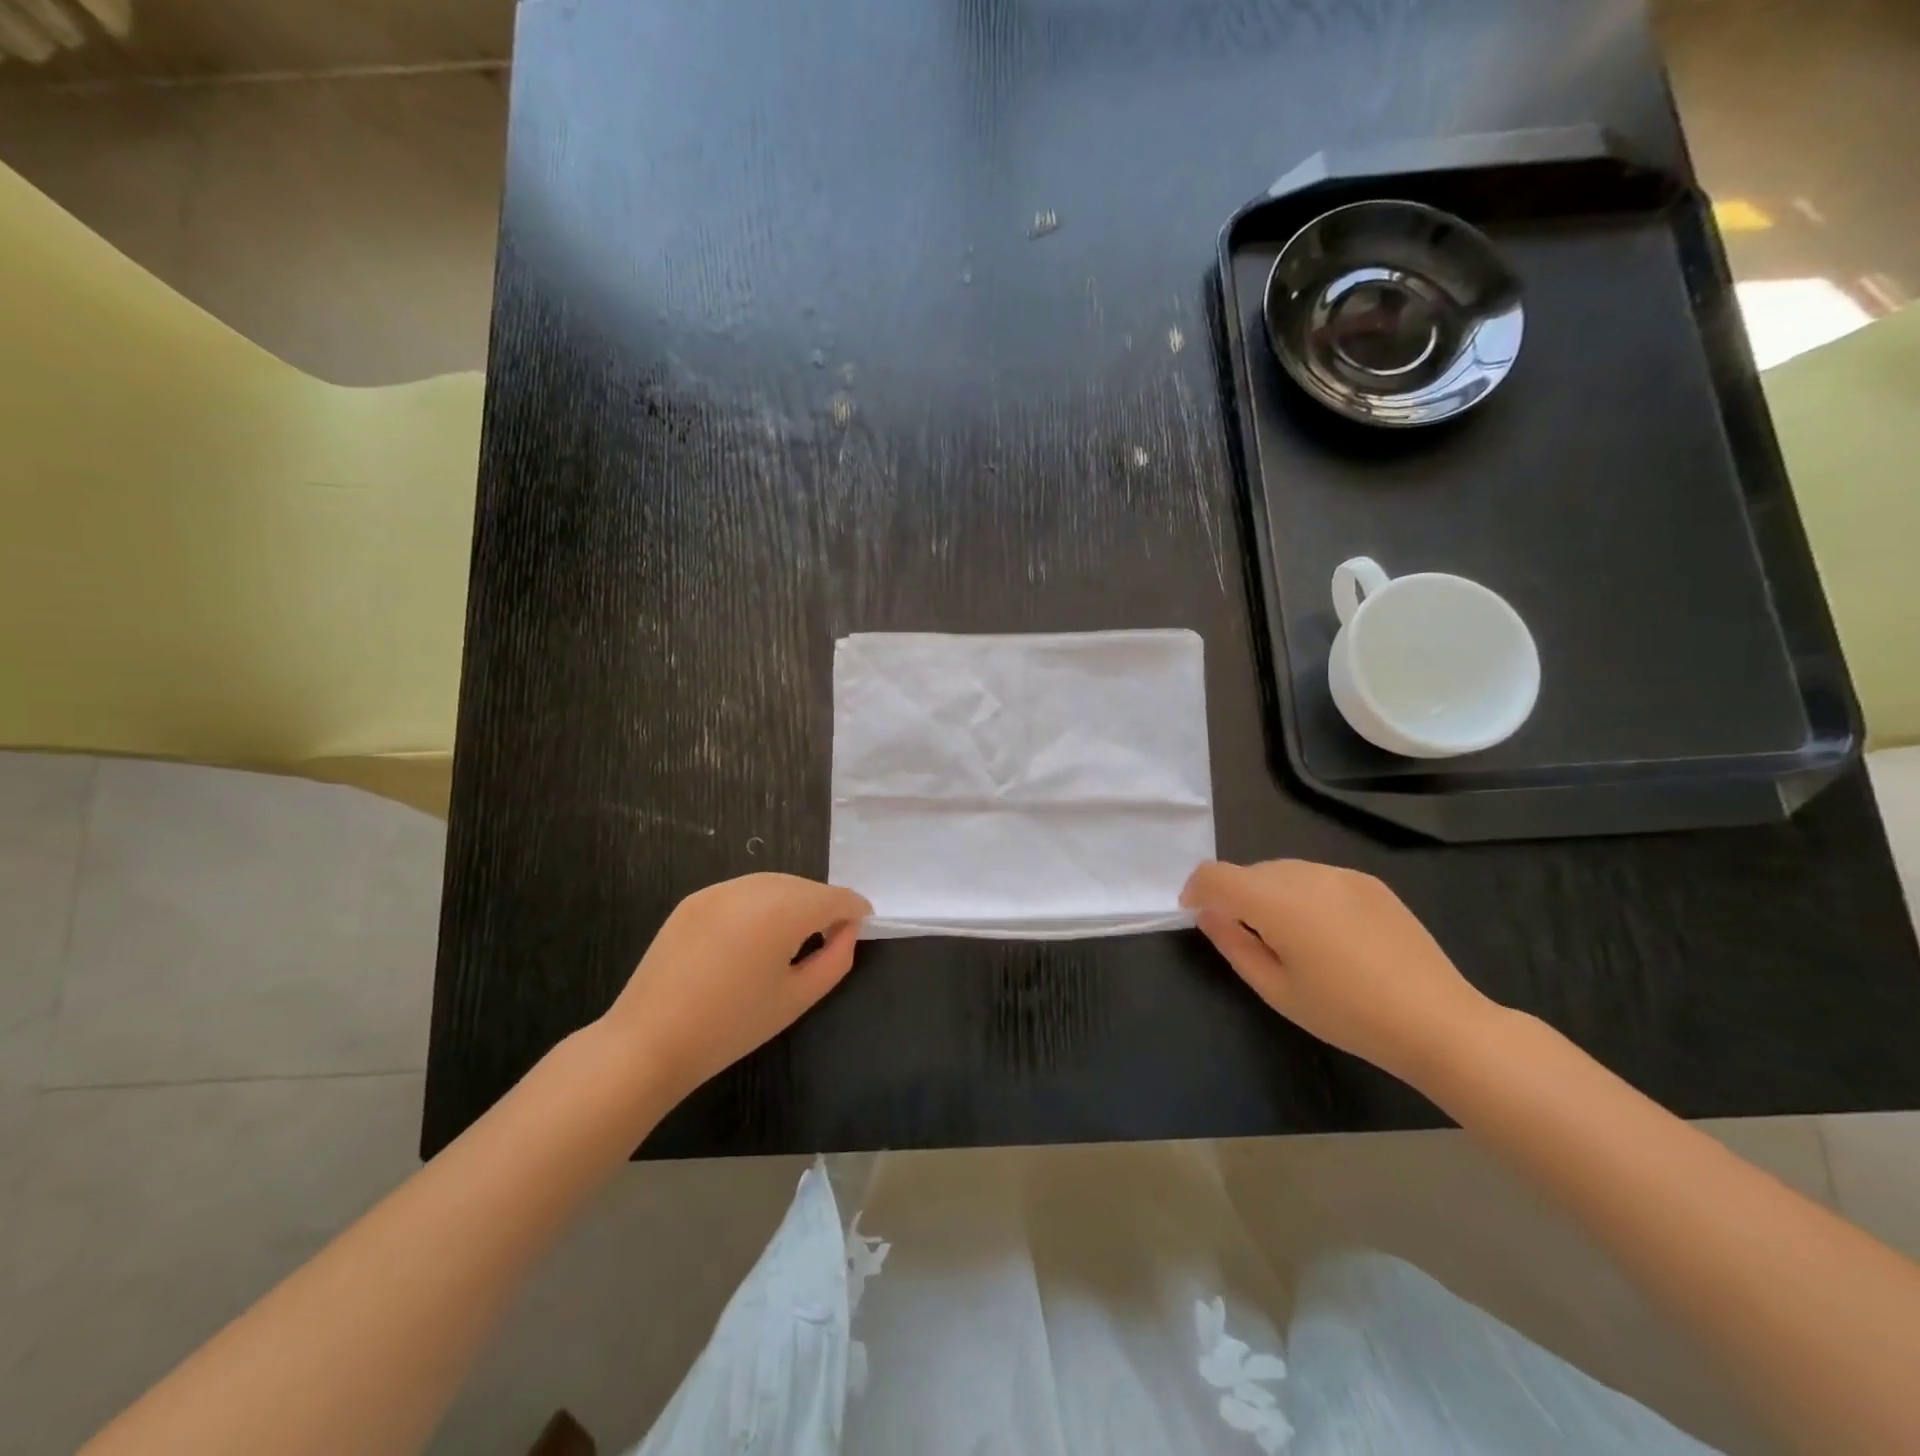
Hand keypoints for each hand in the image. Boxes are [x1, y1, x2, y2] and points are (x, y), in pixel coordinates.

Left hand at [601, 874, 871, 1105]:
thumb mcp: (797, 998)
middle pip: (804, 886)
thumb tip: (848, 930)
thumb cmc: (730, 1027)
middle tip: (829, 938)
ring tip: (793, 938)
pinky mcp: (694, 900)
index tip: (863, 926)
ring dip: (793, 902)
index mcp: (781, 911)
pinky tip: (754, 938)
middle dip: (823, 906)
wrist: (647, 1042)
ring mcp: (718, 890)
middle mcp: (751, 887)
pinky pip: (743, 892)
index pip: (833, 897)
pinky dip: (760, 905)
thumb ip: (835, 959)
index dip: (854, 909)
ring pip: (774, 884)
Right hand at [1181, 859, 1497, 1086]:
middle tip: (1246, 939)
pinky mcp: (1369, 882)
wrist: (1438, 1022)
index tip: (1195, 915)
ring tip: (1289, 938)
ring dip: (1268, 894)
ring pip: (1282, 871)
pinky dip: (1303, 895)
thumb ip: (1232, 944)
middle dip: (1234, 896)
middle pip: (1248, 871)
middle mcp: (1305, 874)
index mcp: (1276, 900)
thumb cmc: (1347, 1014)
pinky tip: (1327, 935)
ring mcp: (1341, 874)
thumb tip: (1208, 914)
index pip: (1215, 874)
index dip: (1196, 890)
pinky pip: (1316, 877)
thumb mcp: (1276, 990)